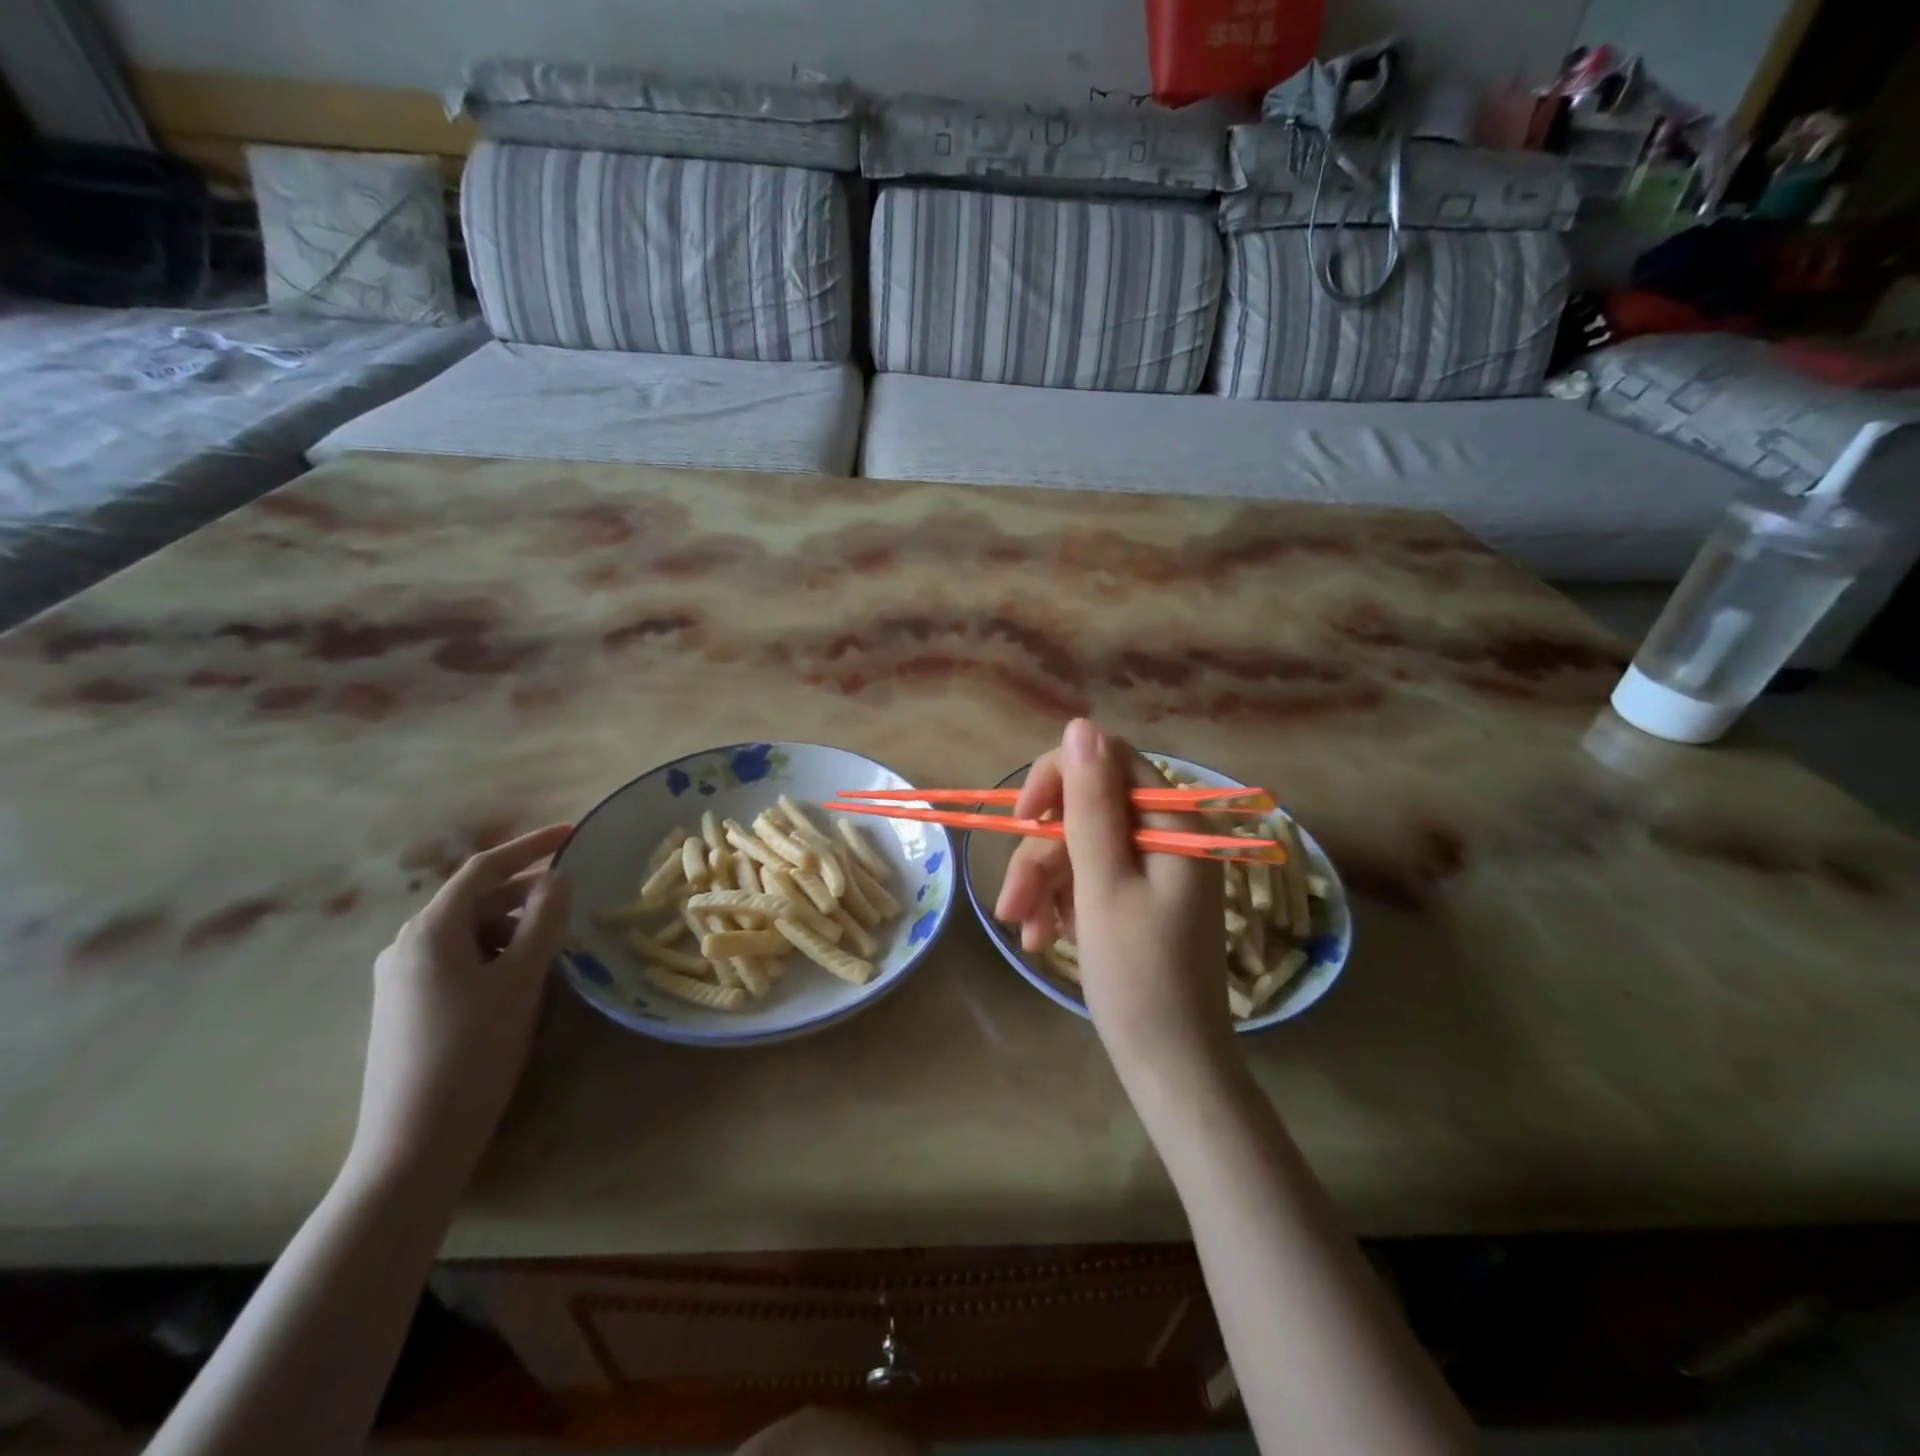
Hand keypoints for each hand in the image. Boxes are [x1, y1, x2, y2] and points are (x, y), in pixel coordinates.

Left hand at [347, 825, 573, 1192]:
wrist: (413, 1143)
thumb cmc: (473, 1050)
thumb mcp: (520, 979)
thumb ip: (544, 920)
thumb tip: (559, 877)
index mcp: (431, 930)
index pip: (485, 868)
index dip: (531, 845)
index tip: (573, 833)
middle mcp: (407, 945)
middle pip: (475, 900)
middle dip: (527, 892)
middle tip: (575, 899)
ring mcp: (402, 978)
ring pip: (469, 932)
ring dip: (514, 926)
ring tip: (556, 943)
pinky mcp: (406, 1007)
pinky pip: (458, 960)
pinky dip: (496, 953)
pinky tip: (522, 977)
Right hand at [994, 720, 1230, 1071]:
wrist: (1172, 1067)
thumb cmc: (1139, 977)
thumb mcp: (1103, 884)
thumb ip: (1090, 803)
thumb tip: (1081, 725)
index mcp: (1173, 821)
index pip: (1108, 759)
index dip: (1059, 779)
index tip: (1025, 820)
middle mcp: (1168, 834)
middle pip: (1087, 808)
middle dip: (1042, 852)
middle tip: (1012, 903)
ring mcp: (1155, 867)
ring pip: (1080, 846)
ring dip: (1043, 883)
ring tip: (1021, 932)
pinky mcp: (1141, 896)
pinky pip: (1091, 877)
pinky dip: (1061, 901)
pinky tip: (1040, 937)